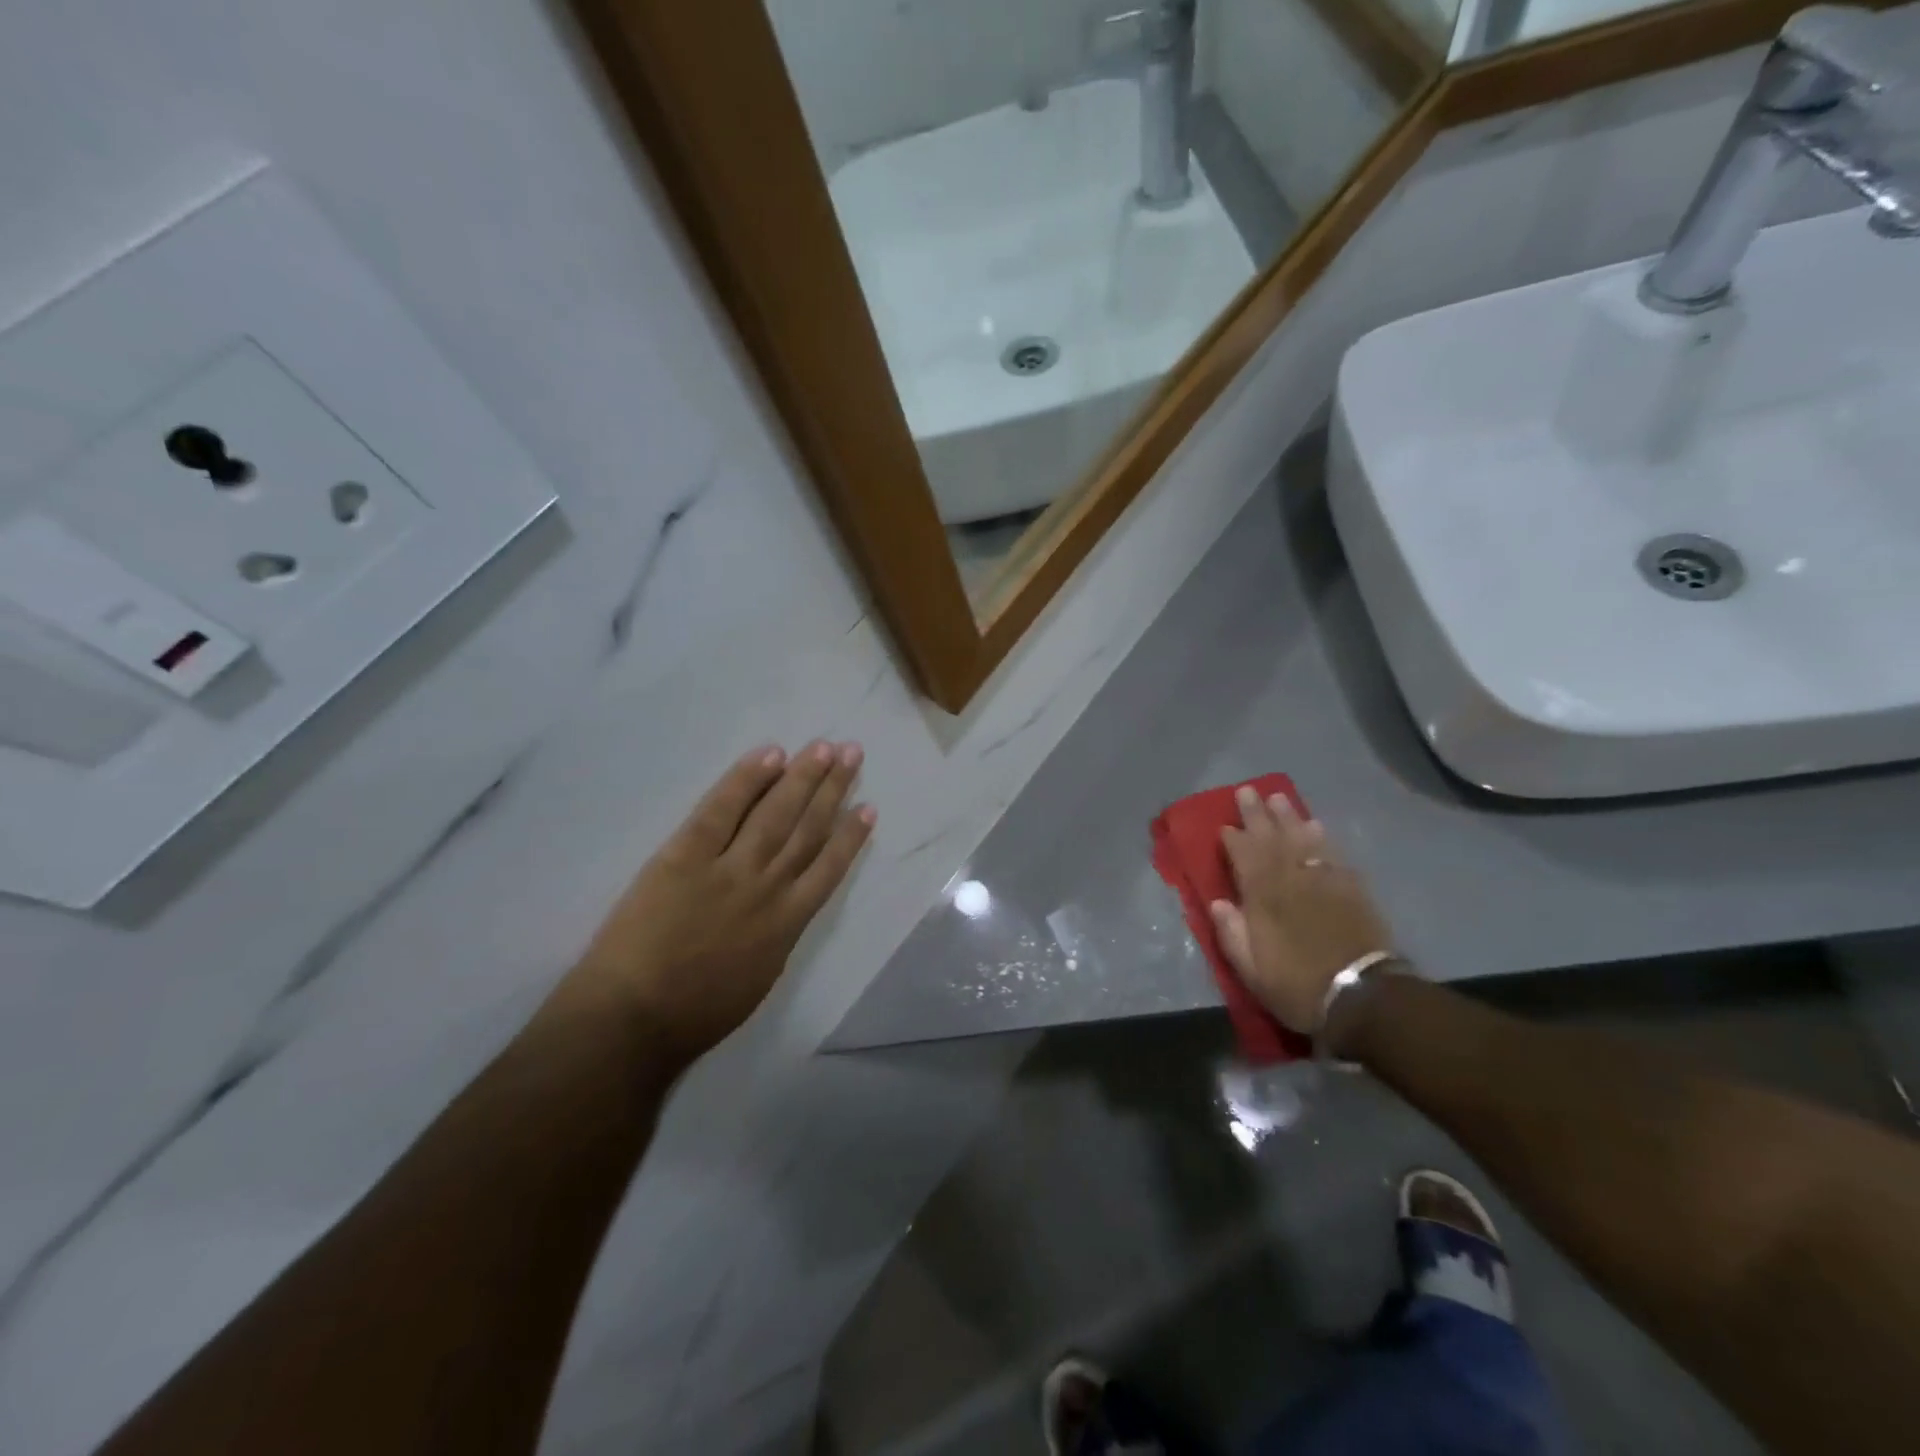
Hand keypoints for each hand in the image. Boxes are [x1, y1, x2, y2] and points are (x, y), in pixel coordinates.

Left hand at [569, 742, 873, 1062]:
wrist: (633, 1020)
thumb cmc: (695, 1013)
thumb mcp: (759, 980)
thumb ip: (778, 937)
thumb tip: (787, 907)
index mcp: (788, 924)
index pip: (829, 868)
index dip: (851, 835)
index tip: (868, 808)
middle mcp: (768, 887)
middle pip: (808, 828)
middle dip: (833, 789)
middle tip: (851, 753)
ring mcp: (728, 868)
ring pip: (776, 813)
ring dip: (803, 777)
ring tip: (824, 748)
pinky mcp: (685, 856)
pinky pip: (722, 810)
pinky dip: (747, 780)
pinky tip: (771, 755)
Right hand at [1207, 786, 1391, 1033]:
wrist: (1363, 997)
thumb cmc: (1297, 987)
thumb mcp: (1251, 971)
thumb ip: (1232, 933)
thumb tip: (1218, 902)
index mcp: (1262, 898)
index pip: (1243, 858)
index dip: (1233, 840)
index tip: (1224, 826)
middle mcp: (1290, 880)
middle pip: (1270, 839)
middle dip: (1256, 815)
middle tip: (1247, 791)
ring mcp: (1323, 880)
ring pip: (1301, 839)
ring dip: (1288, 817)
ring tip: (1278, 798)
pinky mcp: (1351, 888)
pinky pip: (1332, 853)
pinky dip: (1322, 837)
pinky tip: (1315, 825)